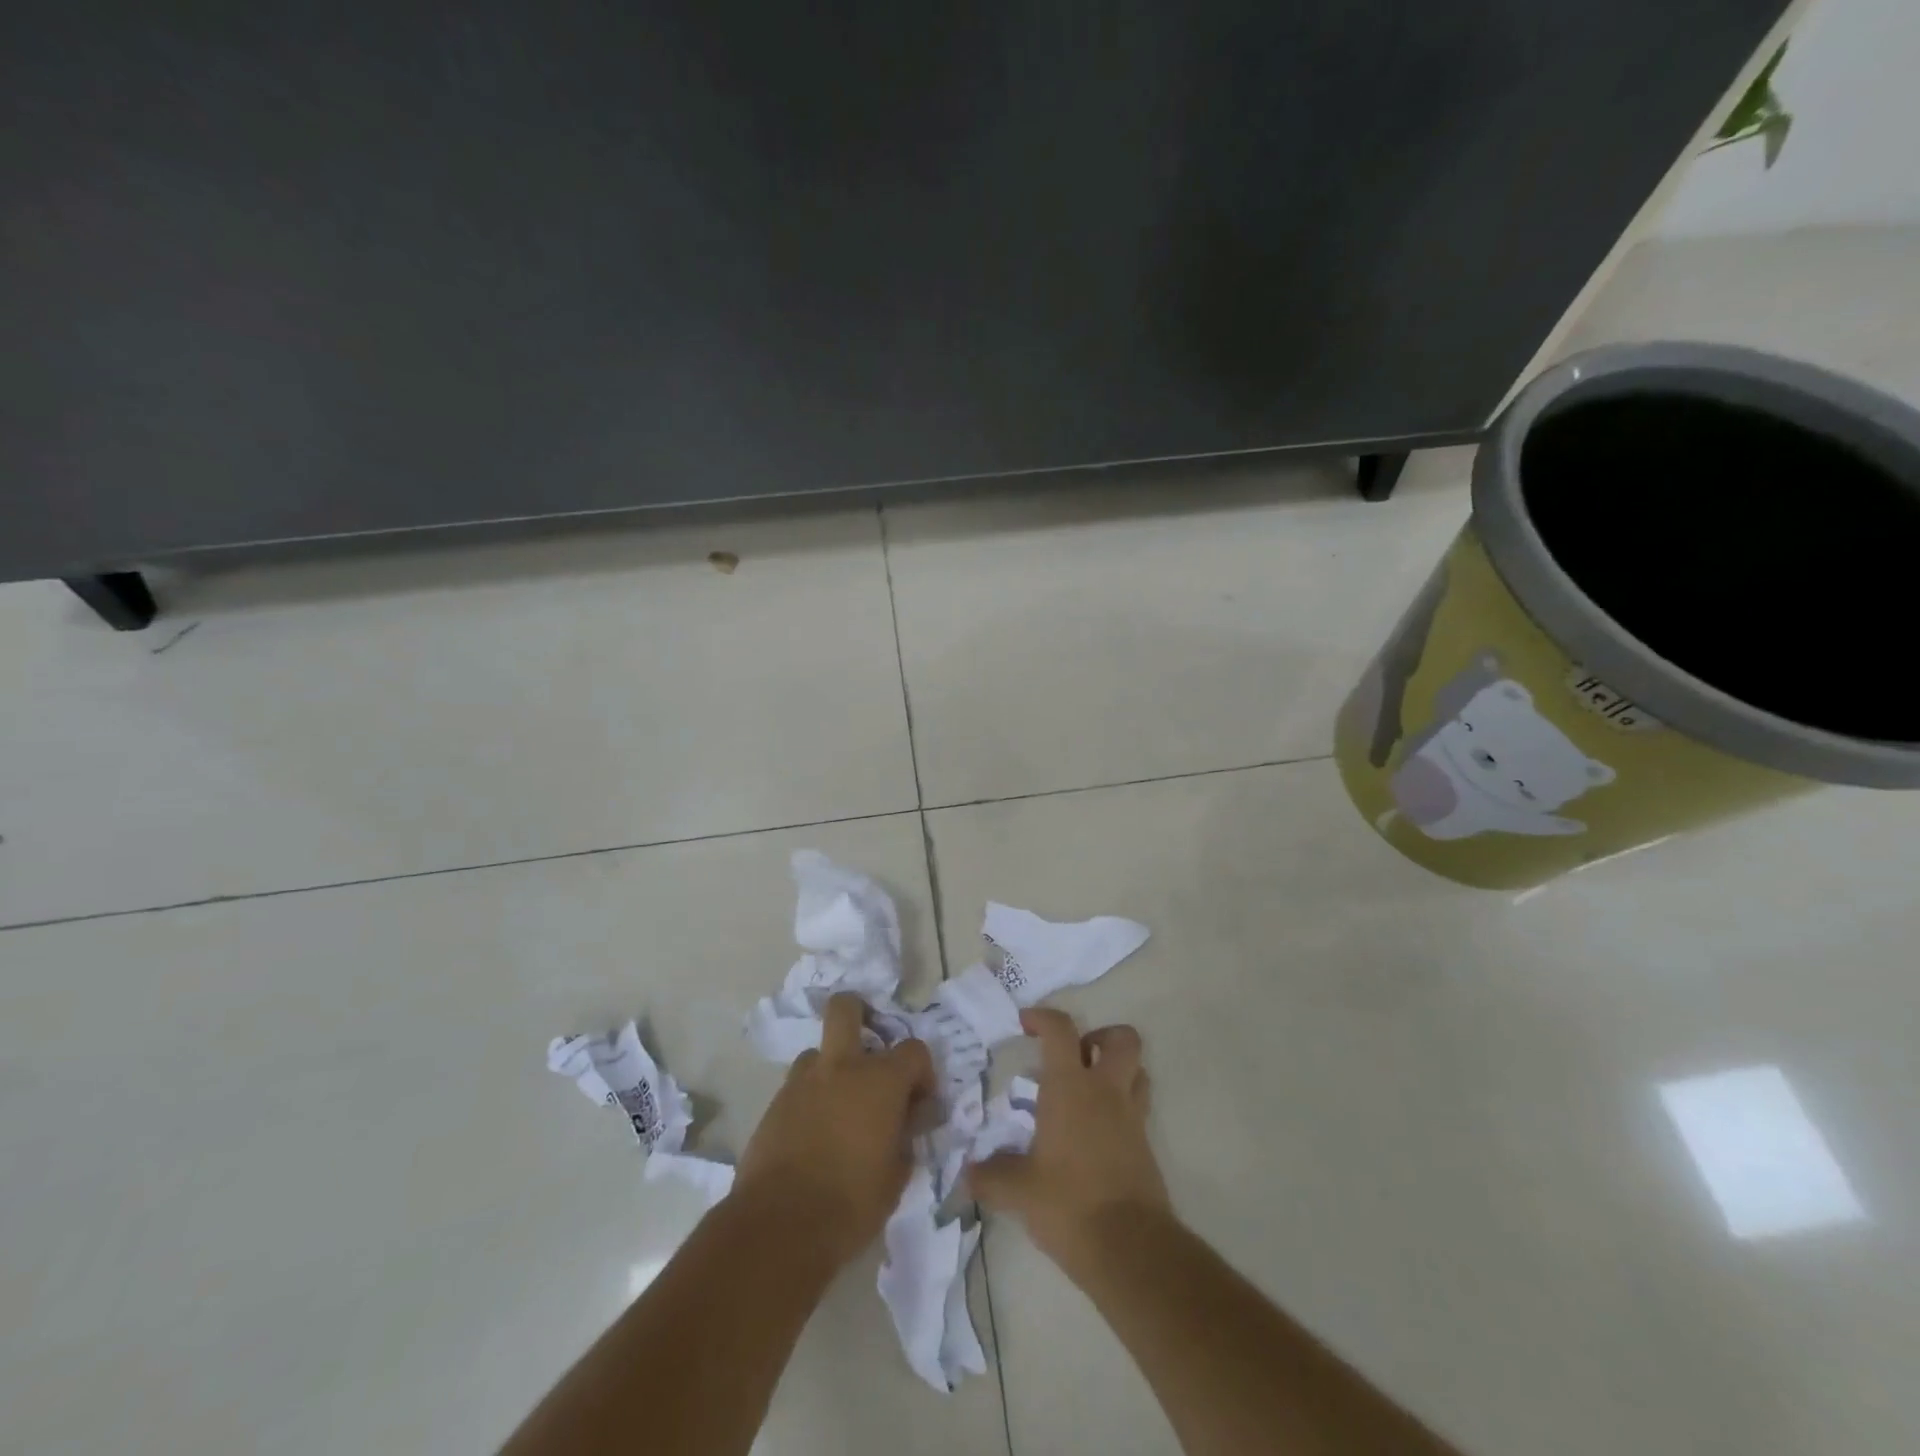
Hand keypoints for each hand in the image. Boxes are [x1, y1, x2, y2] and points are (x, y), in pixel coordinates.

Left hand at [735, 992, 934, 1265]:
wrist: (779, 1227)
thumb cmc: (851, 1203)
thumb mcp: (897, 1175)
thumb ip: (906, 1137)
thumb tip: (909, 1121)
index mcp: (880, 1081)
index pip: (914, 1050)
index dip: (922, 1072)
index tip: (920, 1102)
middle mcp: (841, 1067)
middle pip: (846, 1008)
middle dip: (860, 1013)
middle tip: (870, 1047)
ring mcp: (802, 1082)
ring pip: (819, 1051)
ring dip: (833, 1068)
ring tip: (840, 1105)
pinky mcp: (774, 1104)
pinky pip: (799, 1086)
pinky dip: (812, 1098)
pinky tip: (816, 1132)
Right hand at [968, 1008, 1171, 1282]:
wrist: (1130, 1248)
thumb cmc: (1068, 1203)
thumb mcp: (1019, 1191)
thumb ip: (991, 1176)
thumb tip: (966, 1174)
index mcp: (1071, 1087)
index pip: (1060, 1030)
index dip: (1042, 1017)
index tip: (1025, 1023)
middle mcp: (1106, 1091)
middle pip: (1122, 1039)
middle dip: (1099, 1036)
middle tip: (1073, 1057)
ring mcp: (1131, 1118)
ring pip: (1138, 1071)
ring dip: (1117, 1069)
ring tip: (1088, 1090)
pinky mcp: (1146, 1148)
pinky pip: (1138, 1109)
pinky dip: (1120, 1108)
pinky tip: (1095, 1135)